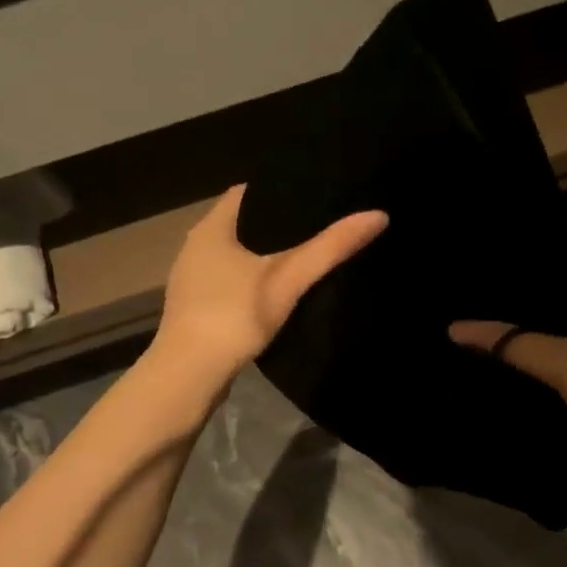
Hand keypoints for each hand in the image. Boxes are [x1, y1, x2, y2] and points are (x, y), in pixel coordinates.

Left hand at [153, 186, 387, 383]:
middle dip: (277, 223)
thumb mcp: (288, 279)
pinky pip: (229, 281)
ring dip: (264, 254)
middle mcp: (195, 247)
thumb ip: (331, 248)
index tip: (315, 194)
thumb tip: (378, 215)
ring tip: (305, 254)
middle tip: (319, 224)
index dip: (281, 189)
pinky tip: (277, 291)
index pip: (247, 192)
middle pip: (242, 223)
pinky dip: (253, 279)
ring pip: (235, 254)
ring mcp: (192, 279)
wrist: (188, 377)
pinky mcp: (195, 307)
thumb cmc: (233, 317)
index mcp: (211, 228)